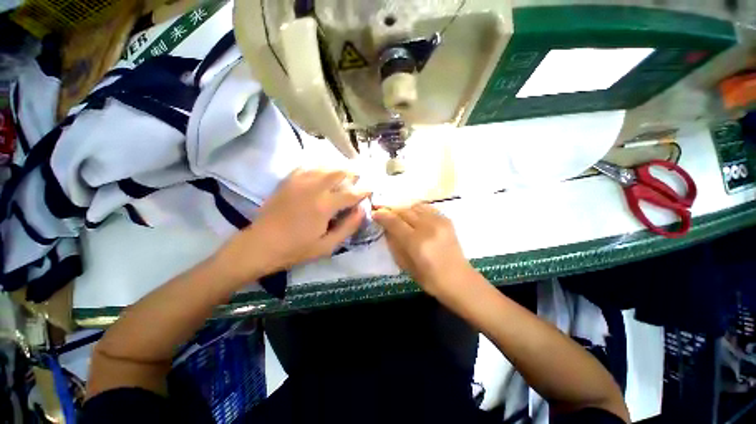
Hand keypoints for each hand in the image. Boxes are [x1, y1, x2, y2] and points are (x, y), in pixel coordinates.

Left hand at [217, 169, 370, 282]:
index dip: (364, 190)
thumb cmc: (296, 249)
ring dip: (337, 167)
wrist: (260, 245)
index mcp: (324, 206)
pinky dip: (318, 166)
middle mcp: (313, 188)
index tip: (371, 188)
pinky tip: (322, 169)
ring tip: (344, 170)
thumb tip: (362, 211)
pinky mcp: (287, 181)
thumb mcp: (327, 246)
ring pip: (323, 166)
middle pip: (338, 172)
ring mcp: (298, 182)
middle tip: (359, 175)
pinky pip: (306, 166)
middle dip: (352, 172)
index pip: (351, 193)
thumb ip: (347, 227)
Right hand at [372, 203, 473, 298]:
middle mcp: (428, 227)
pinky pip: (427, 208)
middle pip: (405, 211)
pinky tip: (415, 217)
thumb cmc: (430, 279)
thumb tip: (386, 229)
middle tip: (386, 215)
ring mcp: (439, 221)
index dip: (382, 216)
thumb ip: (395, 244)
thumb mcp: (406, 265)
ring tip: (401, 217)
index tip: (375, 213)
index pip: (394, 222)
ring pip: (415, 207)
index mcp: (417, 242)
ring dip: (405, 210)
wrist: (460, 280)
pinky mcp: (447, 220)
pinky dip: (417, 210)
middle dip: (393, 212)